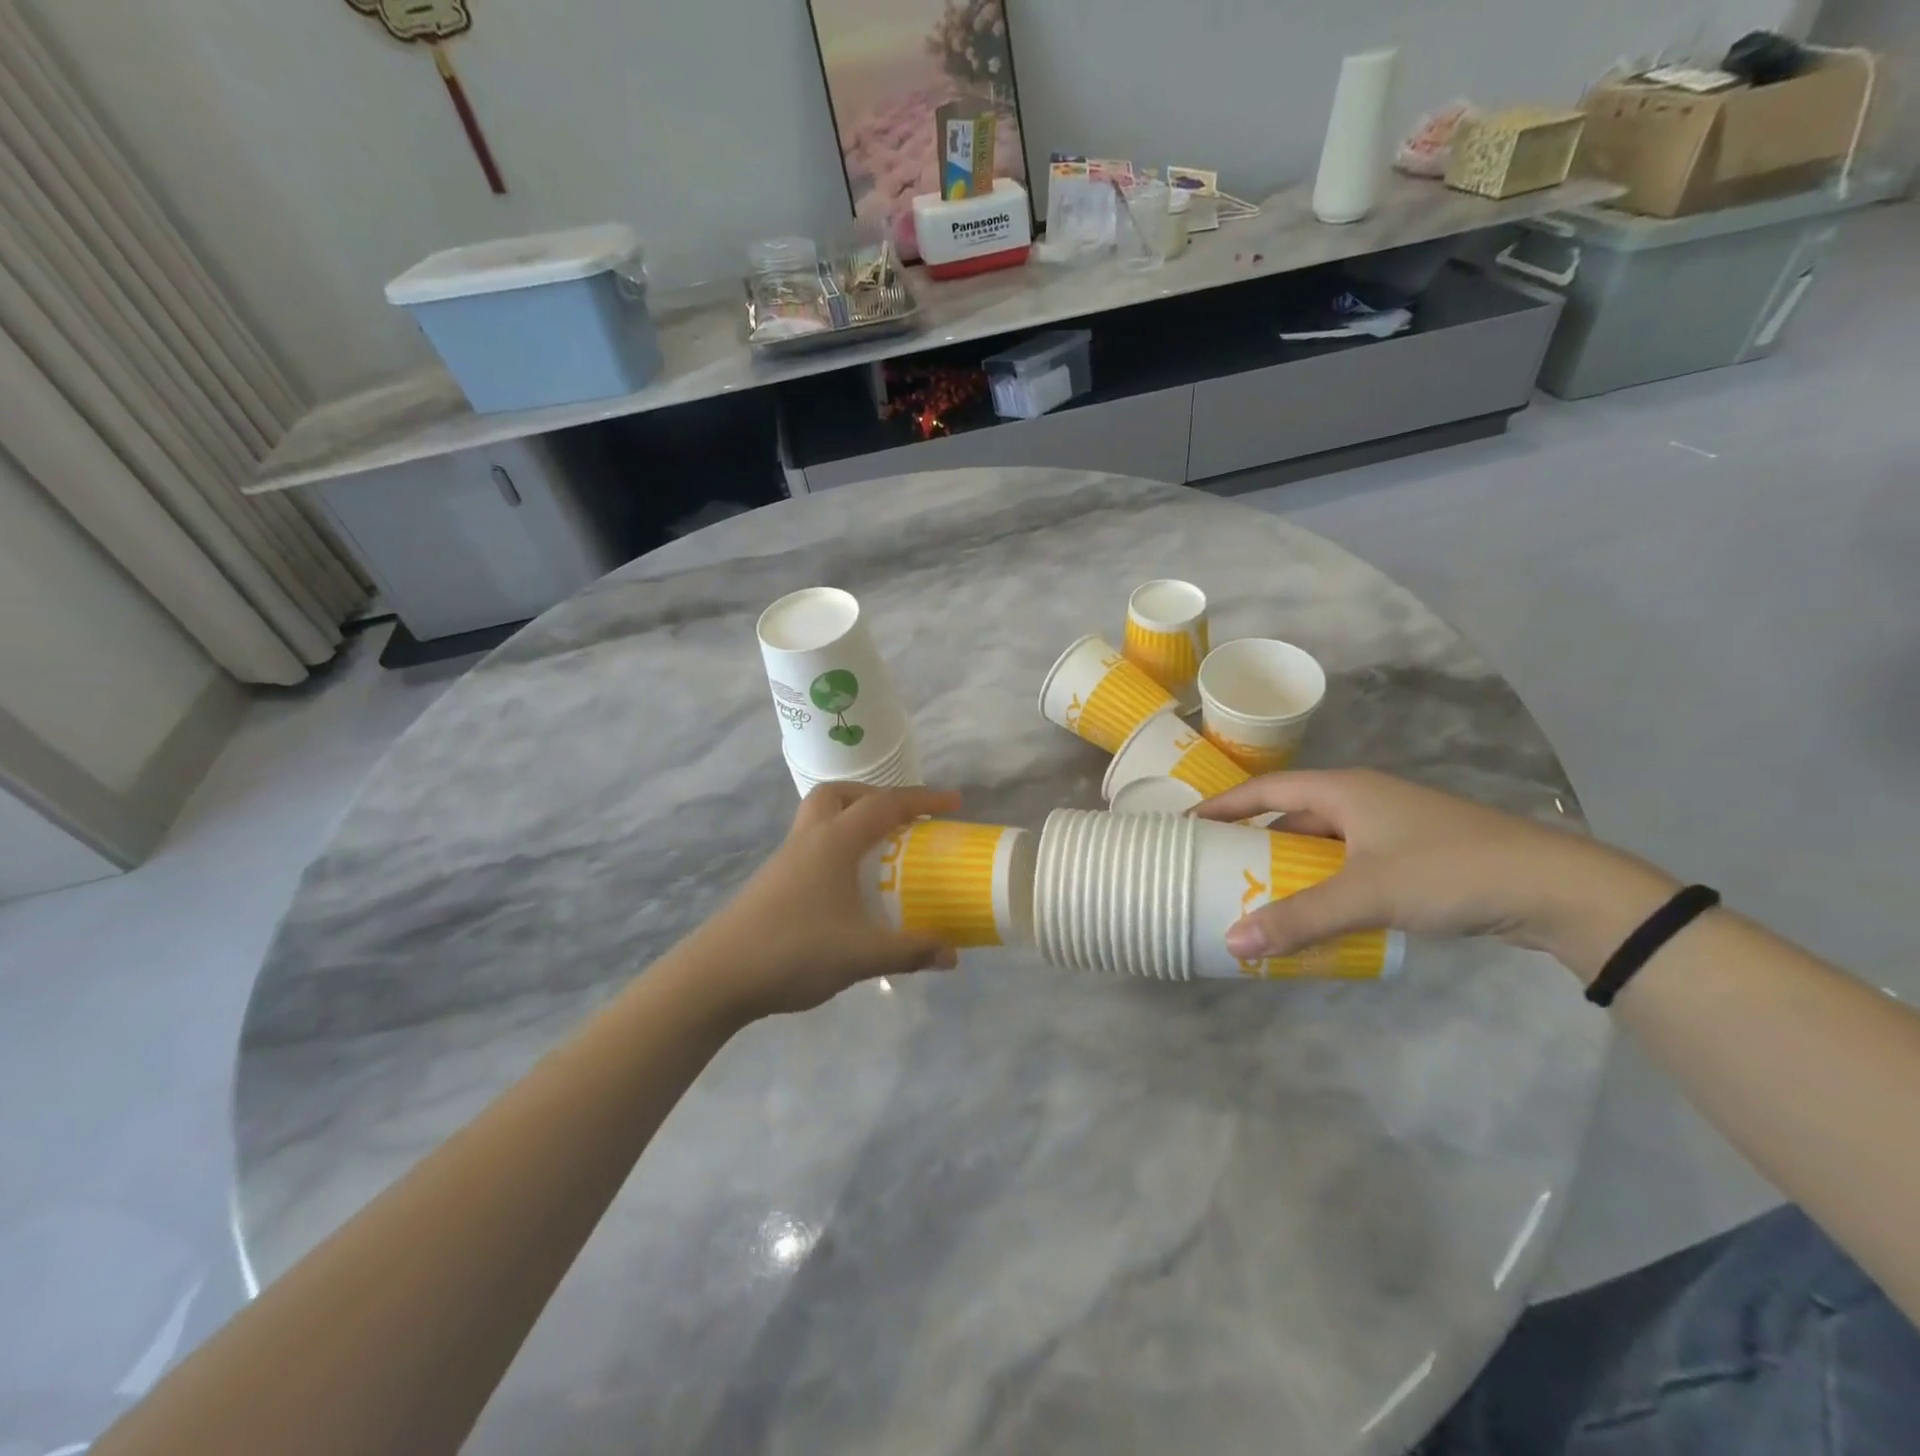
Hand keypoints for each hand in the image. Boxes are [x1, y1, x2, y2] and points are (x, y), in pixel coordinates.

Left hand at [674, 783, 964, 1022]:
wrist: (716, 976)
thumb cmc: (792, 951)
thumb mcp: (860, 954)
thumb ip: (910, 951)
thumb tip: (952, 956)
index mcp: (833, 842)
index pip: (884, 804)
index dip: (922, 799)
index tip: (954, 803)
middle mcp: (808, 839)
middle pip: (840, 795)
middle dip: (876, 798)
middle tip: (903, 822)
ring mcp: (786, 859)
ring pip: (821, 818)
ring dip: (853, 822)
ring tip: (880, 852)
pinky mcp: (773, 881)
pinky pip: (813, 846)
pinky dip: (838, 849)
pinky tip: (848, 888)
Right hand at [1193, 770, 1677, 974]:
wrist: (1556, 888)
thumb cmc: (1448, 870)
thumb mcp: (1366, 894)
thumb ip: (1298, 918)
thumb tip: (1232, 943)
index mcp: (1344, 790)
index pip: (1266, 789)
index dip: (1225, 805)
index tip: (1187, 825)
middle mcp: (1363, 799)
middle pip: (1292, 815)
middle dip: (1254, 840)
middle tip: (1217, 867)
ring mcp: (1390, 827)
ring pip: (1322, 842)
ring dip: (1290, 865)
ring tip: (1256, 893)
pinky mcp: (1413, 854)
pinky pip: (1348, 863)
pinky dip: (1324, 882)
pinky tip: (1316, 911)